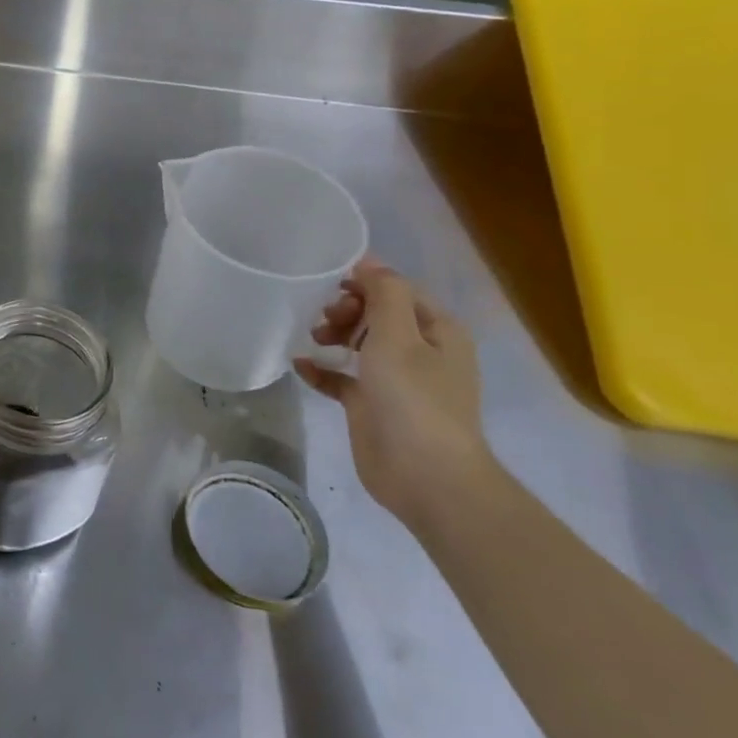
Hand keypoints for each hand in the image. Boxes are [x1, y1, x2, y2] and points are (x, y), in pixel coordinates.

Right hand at [294, 259, 493, 529]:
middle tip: (324, 320)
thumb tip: (370, 261)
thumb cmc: (414, 398)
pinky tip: (300, 366)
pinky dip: (322, 369)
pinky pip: (342, 377)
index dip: (364, 283)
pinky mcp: (372, 405)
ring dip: (333, 334)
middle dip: (345, 309)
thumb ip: (384, 293)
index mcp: (437, 330)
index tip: (329, 285)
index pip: (397, 290)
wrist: (425, 476)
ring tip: (313, 339)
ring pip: (358, 343)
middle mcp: (420, 351)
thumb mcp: (398, 335)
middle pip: (376, 313)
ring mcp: (396, 380)